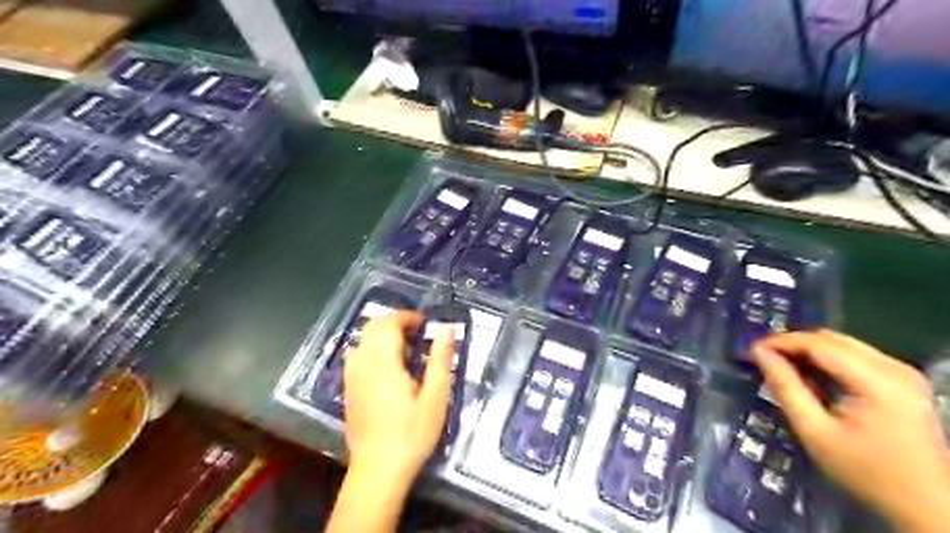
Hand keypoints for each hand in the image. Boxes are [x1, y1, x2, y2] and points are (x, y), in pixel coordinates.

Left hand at [346, 309, 454, 488]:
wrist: (378, 470)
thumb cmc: (412, 434)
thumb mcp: (436, 397)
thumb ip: (441, 359)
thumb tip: (447, 329)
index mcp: (383, 362)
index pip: (389, 323)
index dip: (408, 317)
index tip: (426, 325)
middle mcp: (362, 363)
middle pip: (373, 326)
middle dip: (396, 323)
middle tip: (419, 336)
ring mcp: (351, 376)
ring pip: (364, 339)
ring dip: (384, 336)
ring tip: (407, 352)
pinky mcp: (348, 388)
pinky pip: (358, 355)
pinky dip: (374, 349)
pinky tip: (390, 369)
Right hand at [758, 328, 949, 532]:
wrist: (927, 505)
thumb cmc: (866, 472)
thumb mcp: (815, 431)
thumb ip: (785, 387)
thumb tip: (760, 353)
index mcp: (877, 380)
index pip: (818, 343)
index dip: (780, 342)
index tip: (751, 351)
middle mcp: (895, 368)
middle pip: (831, 339)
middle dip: (793, 345)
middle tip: (764, 360)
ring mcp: (903, 373)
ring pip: (843, 344)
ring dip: (809, 352)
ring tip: (783, 369)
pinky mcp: (904, 381)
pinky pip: (856, 356)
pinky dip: (828, 361)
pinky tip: (813, 379)